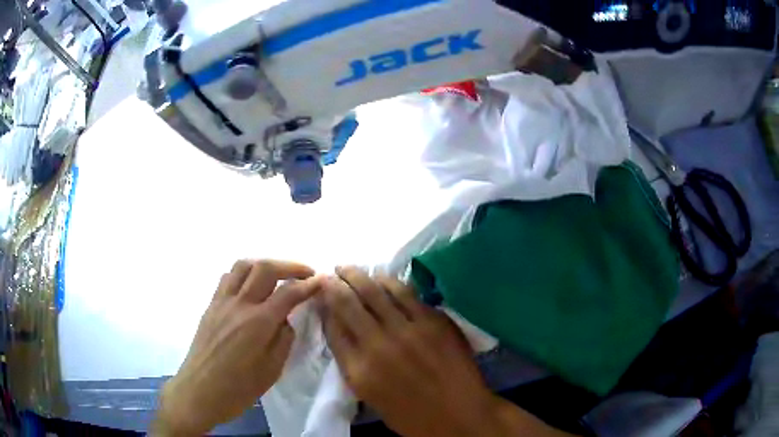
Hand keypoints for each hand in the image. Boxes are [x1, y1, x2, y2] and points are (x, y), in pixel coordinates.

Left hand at [152, 260, 318, 435]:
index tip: (322, 281)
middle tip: (304, 274)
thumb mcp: (272, 370)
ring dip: (264, 265)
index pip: (289, 292)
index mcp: (258, 323)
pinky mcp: (210, 306)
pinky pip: (227, 278)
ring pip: (242, 266)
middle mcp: (239, 304)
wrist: (199, 391)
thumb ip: (283, 339)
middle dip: (289, 266)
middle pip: (264, 268)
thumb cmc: (238, 388)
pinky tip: (250, 288)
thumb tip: (285, 319)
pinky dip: (244, 275)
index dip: (309, 284)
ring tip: (277, 276)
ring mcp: (221, 302)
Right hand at [320, 267, 575, 436]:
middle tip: (329, 274)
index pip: (332, 329)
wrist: (460, 415)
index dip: (324, 307)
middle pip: (347, 304)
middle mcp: (377, 346)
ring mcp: (407, 331)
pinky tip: (381, 277)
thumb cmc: (412, 415)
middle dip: (334, 285)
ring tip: (348, 268)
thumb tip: (343, 333)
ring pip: (374, 292)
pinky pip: (405, 293)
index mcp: (359, 371)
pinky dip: (388, 281)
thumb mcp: (371, 397)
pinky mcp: (432, 321)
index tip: (320, 295)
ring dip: (357, 276)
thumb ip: (353, 364)